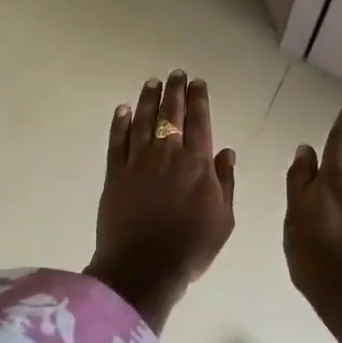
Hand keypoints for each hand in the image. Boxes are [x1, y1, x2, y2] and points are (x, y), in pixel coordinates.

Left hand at [86, 71, 236, 330]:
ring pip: (143, 121)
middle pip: (170, 114)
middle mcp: (167, 154)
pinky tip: (123, 110)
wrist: (143, 269)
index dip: (198, 100)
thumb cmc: (191, 248)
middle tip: (175, 74)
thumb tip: (227, 152)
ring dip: (148, 100)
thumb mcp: (224, 219)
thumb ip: (226, 182)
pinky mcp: (114, 174)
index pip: (200, 122)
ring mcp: (138, 162)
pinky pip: (117, 141)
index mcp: (197, 164)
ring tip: (152, 83)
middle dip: (174, 91)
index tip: (197, 82)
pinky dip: (120, 123)